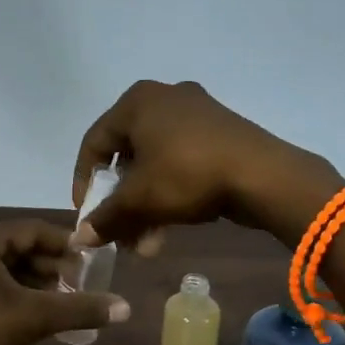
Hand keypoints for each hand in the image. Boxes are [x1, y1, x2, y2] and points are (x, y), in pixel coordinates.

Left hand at [0, 221, 129, 344]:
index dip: (65, 244)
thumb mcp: (33, 318)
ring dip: (33, 279)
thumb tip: (126, 308)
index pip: (30, 230)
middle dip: (50, 265)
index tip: (93, 260)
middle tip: (82, 283)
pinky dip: (12, 288)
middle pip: (15, 245)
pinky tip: (36, 307)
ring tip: (64, 298)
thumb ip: (80, 308)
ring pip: (2, 264)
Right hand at [72, 80, 342, 250]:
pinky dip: (171, 193)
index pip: (95, 143)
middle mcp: (164, 99)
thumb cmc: (187, 174)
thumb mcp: (140, 200)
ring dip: (146, 207)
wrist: (263, 175)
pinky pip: (182, 163)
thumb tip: (80, 237)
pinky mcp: (220, 133)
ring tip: (147, 246)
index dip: (84, 183)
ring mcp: (196, 114)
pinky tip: (170, 229)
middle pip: (128, 157)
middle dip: (122, 204)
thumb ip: (105, 217)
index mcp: (137, 102)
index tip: (87, 216)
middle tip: (120, 235)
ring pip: (156, 164)